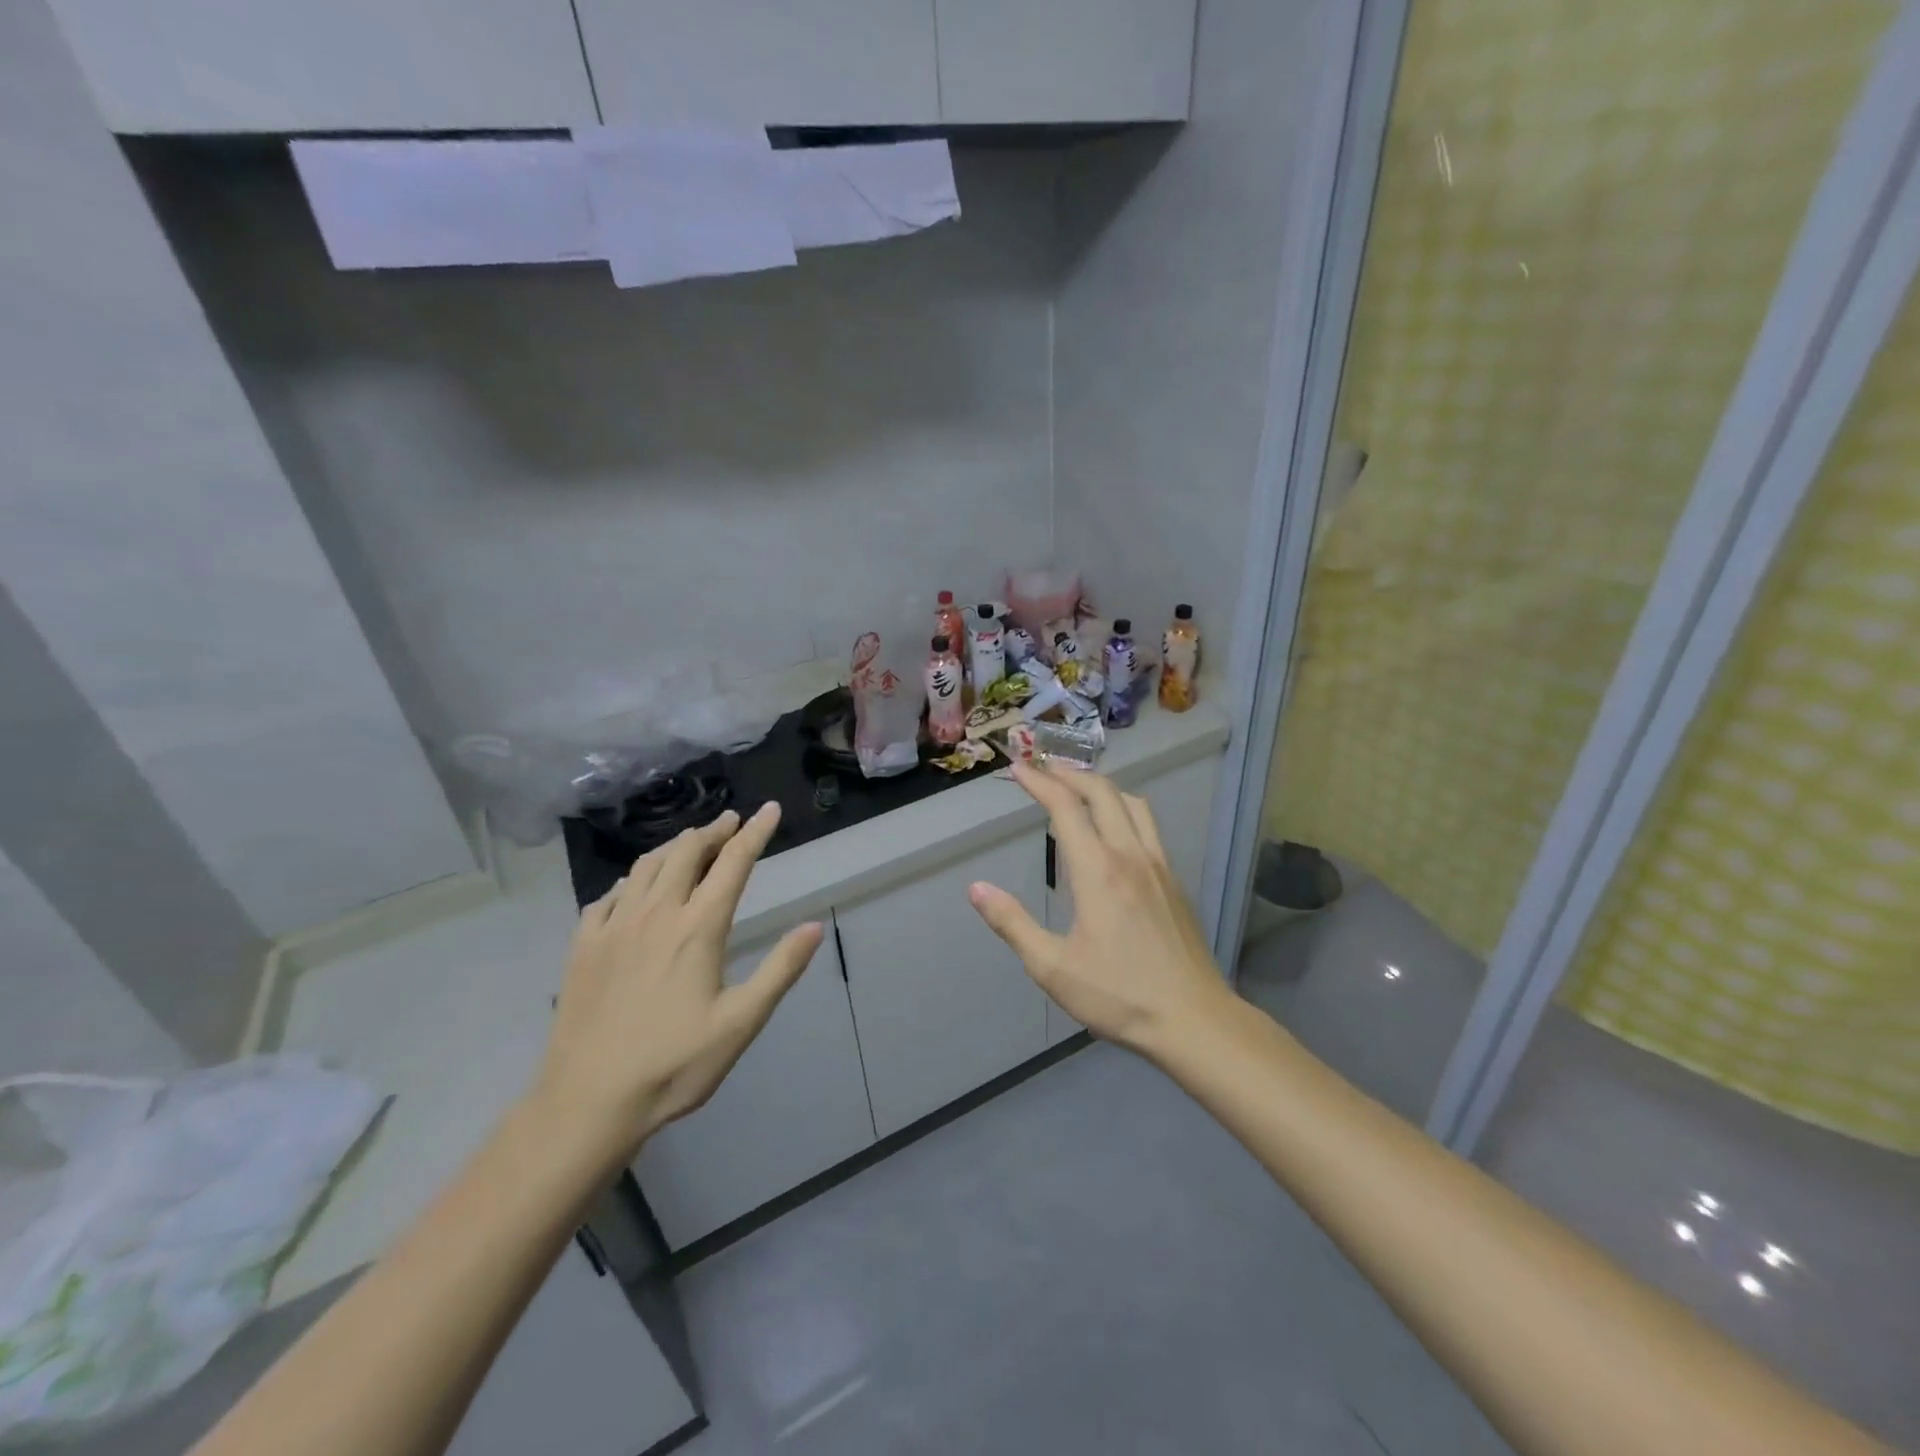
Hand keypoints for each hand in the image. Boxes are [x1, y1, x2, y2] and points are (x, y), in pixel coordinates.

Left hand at [531, 802, 822, 1164]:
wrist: (588, 1102)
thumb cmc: (674, 1065)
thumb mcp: (741, 1023)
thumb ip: (780, 970)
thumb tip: (815, 925)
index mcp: (697, 929)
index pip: (732, 864)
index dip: (755, 833)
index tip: (769, 810)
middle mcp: (656, 914)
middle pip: (687, 853)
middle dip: (714, 831)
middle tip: (731, 822)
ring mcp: (614, 927)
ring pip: (646, 866)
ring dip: (675, 846)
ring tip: (691, 843)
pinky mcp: (583, 946)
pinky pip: (609, 895)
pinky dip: (632, 879)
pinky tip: (635, 889)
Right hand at [967, 763, 1231, 1054]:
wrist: (1194, 1020)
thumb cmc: (1119, 996)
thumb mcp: (1053, 968)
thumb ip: (1012, 924)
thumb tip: (976, 889)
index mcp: (1098, 870)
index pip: (1065, 807)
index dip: (1040, 782)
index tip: (1019, 768)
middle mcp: (1130, 855)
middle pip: (1102, 792)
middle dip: (1070, 773)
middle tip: (1043, 767)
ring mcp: (1159, 865)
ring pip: (1132, 803)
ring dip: (1102, 786)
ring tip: (1078, 788)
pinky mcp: (1174, 881)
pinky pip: (1148, 825)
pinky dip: (1124, 808)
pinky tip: (1115, 828)